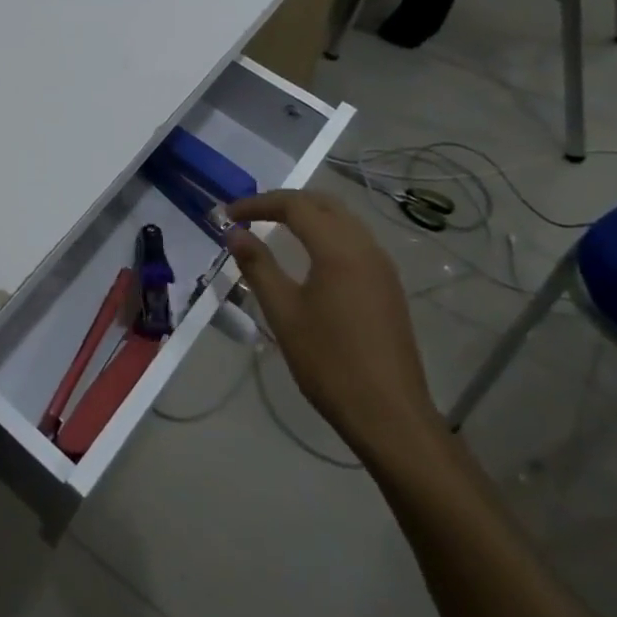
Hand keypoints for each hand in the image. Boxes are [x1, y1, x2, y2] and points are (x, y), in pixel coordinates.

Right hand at [224, 190, 442, 463]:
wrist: (389, 414)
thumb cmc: (329, 362)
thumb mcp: (283, 313)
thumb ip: (258, 266)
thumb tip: (234, 233)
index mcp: (339, 250)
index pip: (295, 205)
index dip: (258, 203)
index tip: (228, 215)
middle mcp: (365, 248)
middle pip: (324, 203)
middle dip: (285, 202)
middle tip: (250, 215)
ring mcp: (382, 267)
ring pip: (343, 220)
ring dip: (308, 215)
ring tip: (274, 228)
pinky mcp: (388, 286)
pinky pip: (355, 241)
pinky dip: (326, 233)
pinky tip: (308, 255)